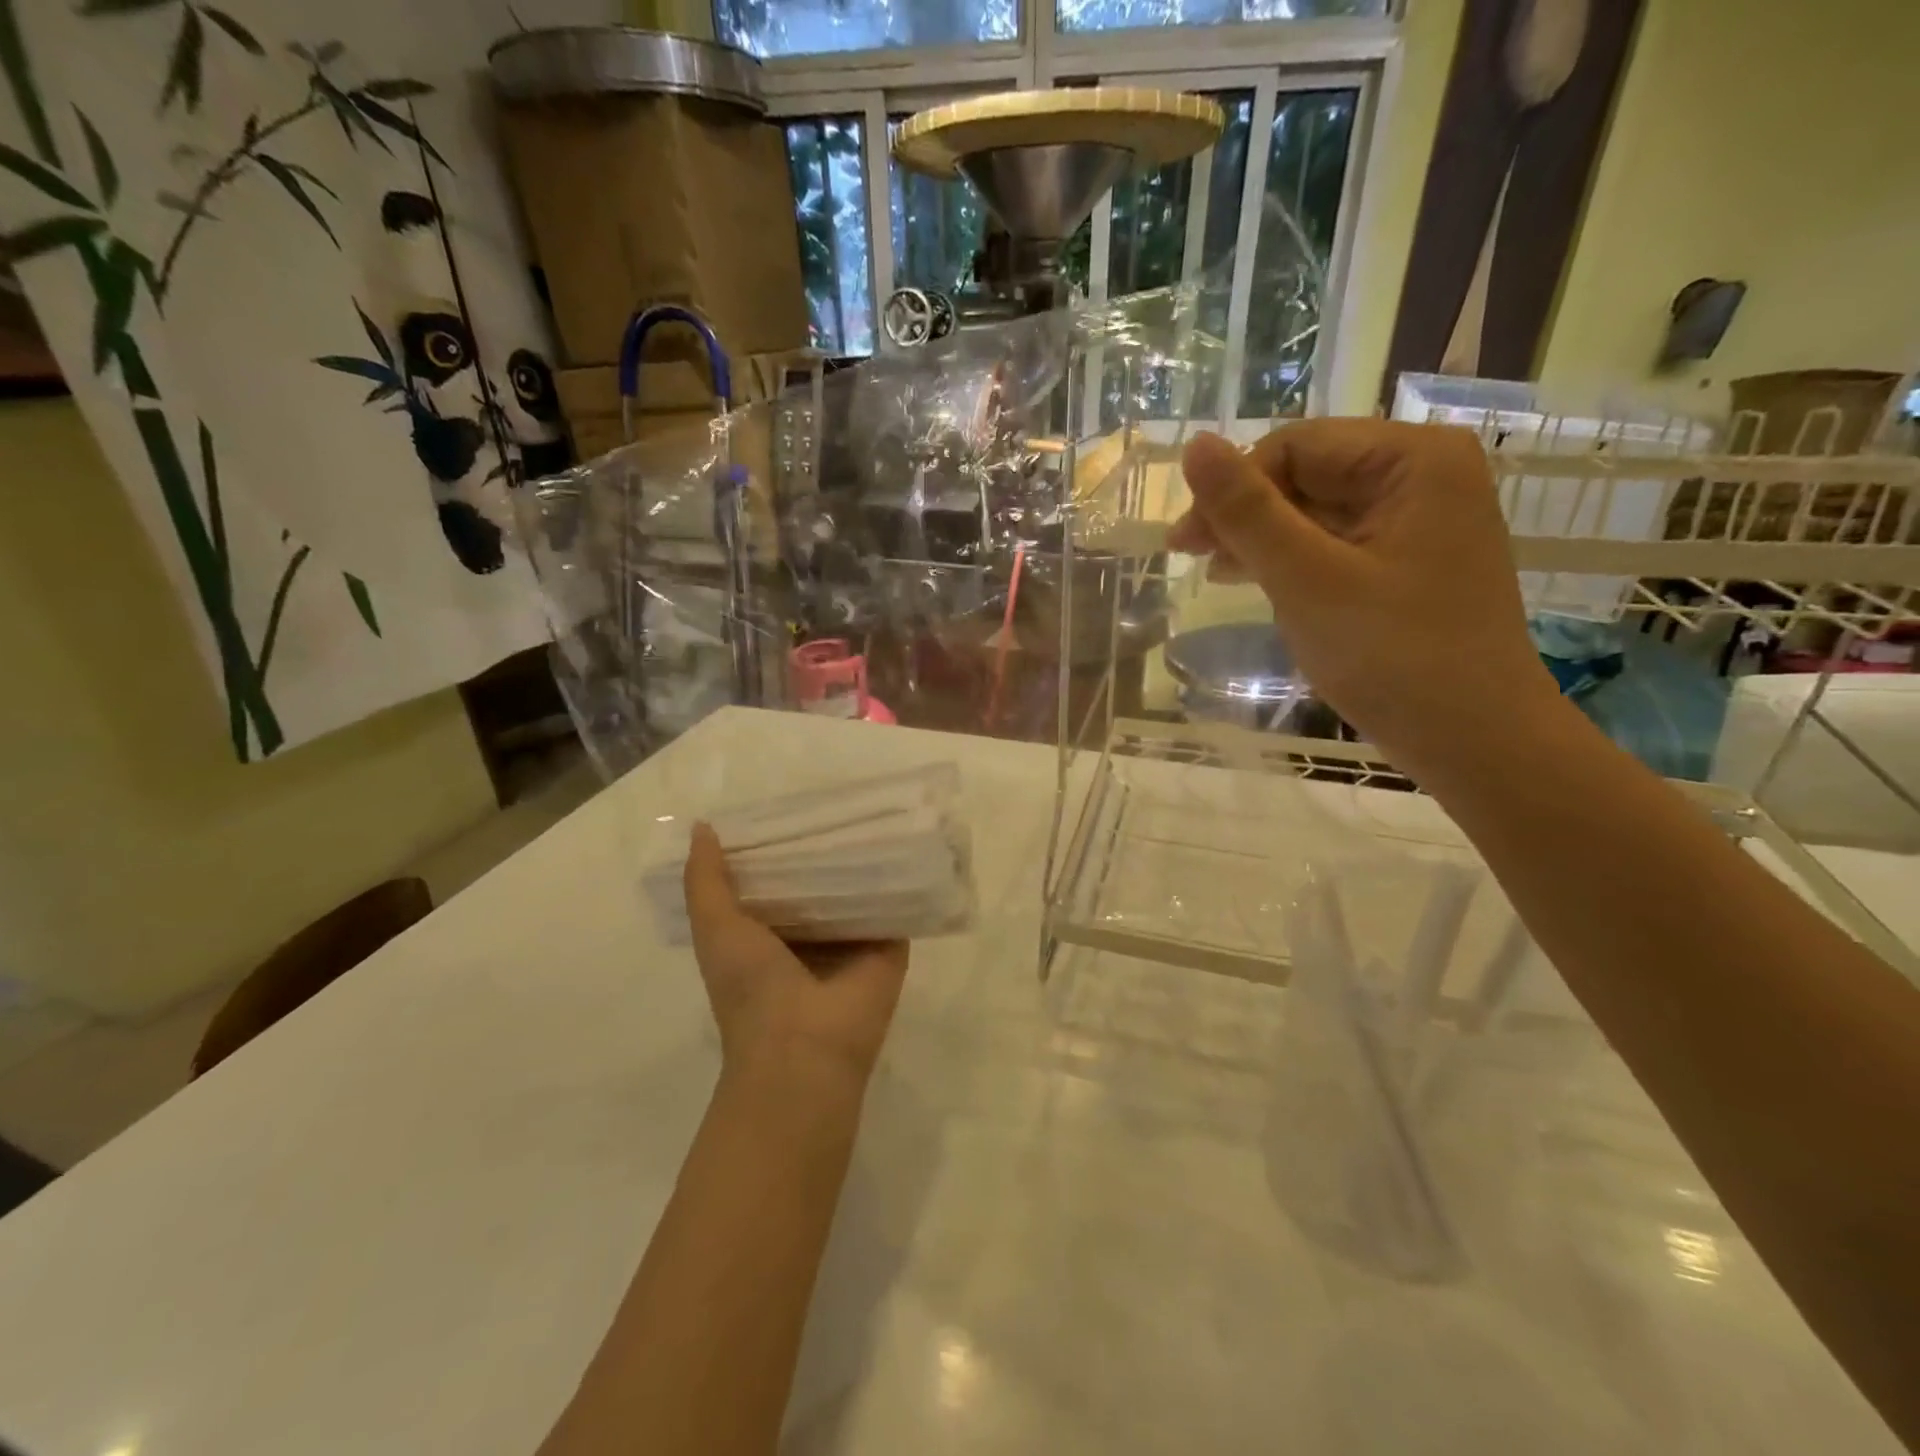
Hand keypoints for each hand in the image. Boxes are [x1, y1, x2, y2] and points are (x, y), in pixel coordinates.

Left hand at [682, 824, 908, 1082]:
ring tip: (874, 808)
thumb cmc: (750, 988)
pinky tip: (906, 838)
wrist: (804, 1049)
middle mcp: (811, 937)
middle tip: (835, 798)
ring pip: (858, 890)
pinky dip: (898, 878)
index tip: (786, 803)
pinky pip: (895, 905)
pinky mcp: (889, 947)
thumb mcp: (714, 928)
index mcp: (767, 936)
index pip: (775, 879)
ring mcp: (852, 943)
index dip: (776, 844)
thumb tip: (702, 827)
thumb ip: (706, 880)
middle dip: (822, 847)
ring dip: (863, 858)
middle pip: (819, 882)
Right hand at [1170, 419, 1559, 766]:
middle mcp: (1423, 474)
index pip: (1296, 446)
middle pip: (1307, 473)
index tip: (1184, 543)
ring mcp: (1419, 520)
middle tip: (1190, 558)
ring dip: (1261, 537)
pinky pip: (1335, 542)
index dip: (1232, 487)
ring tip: (1215, 572)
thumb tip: (1194, 444)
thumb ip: (1247, 511)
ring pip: (1316, 509)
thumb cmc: (1393, 656)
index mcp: (1413, 459)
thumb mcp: (1307, 579)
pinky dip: (1292, 558)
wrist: (1475, 741)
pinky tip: (1254, 579)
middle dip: (1245, 513)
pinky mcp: (1408, 560)